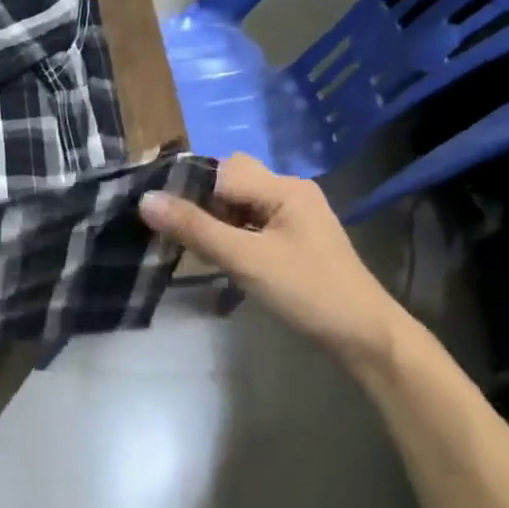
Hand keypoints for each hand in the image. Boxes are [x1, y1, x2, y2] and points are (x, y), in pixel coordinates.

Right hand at [139, 153, 407, 365]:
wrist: (363, 336)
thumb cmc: (307, 291)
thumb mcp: (245, 259)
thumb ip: (194, 228)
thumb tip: (145, 199)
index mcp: (283, 188)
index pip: (220, 171)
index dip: (184, 186)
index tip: (150, 208)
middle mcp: (288, 193)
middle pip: (228, 181)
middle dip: (197, 201)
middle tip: (170, 228)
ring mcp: (291, 217)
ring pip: (236, 204)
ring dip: (209, 219)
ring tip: (184, 243)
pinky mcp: (289, 240)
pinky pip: (247, 224)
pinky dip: (225, 233)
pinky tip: (211, 254)